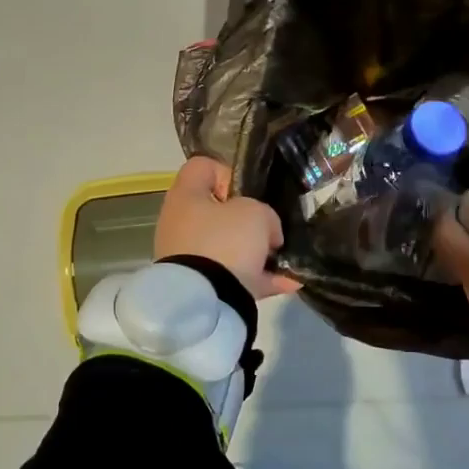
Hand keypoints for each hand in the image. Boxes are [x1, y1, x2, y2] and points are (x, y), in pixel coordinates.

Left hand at [155, 157, 301, 299]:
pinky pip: (233, 277)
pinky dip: (258, 279)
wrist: (204, 301)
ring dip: (255, 252)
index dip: (228, 172)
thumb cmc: (225, 241)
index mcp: (186, 197)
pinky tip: (288, 283)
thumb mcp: (256, 213)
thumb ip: (264, 214)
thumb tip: (267, 233)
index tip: (249, 192)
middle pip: (217, 211)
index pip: (202, 167)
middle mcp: (180, 223)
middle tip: (269, 229)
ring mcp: (187, 257)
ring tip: (284, 259)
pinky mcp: (199, 286)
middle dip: (248, 220)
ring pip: (227, 246)